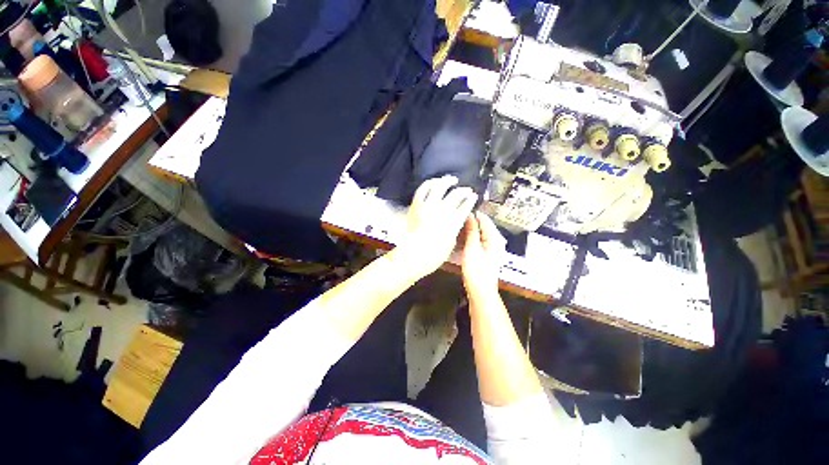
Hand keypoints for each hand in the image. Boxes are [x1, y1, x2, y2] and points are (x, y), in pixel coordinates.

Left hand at [393, 176, 477, 280]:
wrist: (412, 256)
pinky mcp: (416, 205)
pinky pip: (423, 189)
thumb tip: (457, 219)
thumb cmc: (433, 256)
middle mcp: (441, 212)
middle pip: (456, 194)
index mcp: (452, 223)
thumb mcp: (451, 243)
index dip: (471, 200)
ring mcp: (427, 207)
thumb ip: (455, 228)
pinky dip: (429, 183)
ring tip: (452, 179)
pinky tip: (435, 182)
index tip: (474, 196)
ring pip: (439, 186)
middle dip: (464, 190)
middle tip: (467, 190)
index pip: (465, 206)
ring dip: (448, 180)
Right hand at [461, 212, 505, 297]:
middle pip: (482, 226)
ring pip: (478, 234)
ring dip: (468, 231)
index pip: (484, 219)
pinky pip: (476, 241)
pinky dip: (469, 239)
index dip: (473, 214)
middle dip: (469, 222)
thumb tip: (470, 216)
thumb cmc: (476, 270)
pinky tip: (460, 239)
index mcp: (494, 238)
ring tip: (455, 228)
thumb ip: (472, 231)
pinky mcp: (484, 254)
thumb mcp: (472, 248)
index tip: (459, 211)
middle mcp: (494, 241)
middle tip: (455, 220)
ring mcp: (490, 248)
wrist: (480, 292)